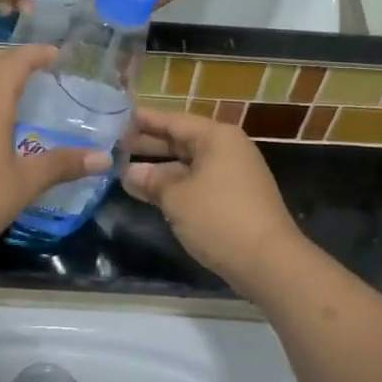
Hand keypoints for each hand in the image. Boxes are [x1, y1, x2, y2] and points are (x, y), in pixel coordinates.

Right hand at [122, 107, 303, 281]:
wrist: (269, 263)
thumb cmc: (219, 218)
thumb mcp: (177, 197)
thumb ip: (151, 180)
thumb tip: (128, 172)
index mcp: (216, 137)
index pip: (172, 120)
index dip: (142, 120)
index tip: (114, 118)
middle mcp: (227, 149)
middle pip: (181, 140)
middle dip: (147, 145)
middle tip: (112, 146)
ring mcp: (233, 174)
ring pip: (188, 164)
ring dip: (158, 169)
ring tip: (122, 172)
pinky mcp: (234, 198)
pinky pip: (197, 182)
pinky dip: (175, 185)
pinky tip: (149, 193)